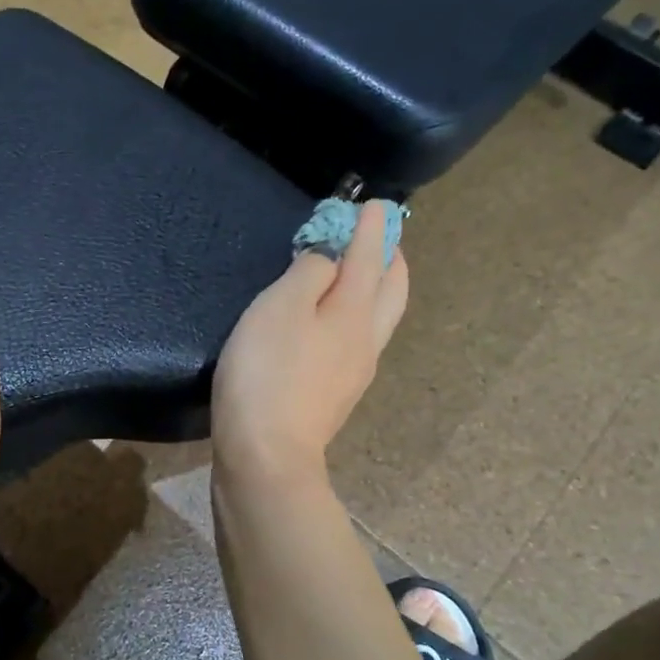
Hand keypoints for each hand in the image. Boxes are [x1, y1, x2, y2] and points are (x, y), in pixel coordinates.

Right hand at [212, 202, 409, 484]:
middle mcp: (366, 339)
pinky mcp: (338, 395)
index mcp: (355, 311)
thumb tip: (330, 258)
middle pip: (392, 290)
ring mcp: (356, 371)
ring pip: (381, 318)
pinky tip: (337, 321)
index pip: (369, 258)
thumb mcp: (279, 310)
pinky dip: (360, 314)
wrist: (267, 455)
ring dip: (379, 287)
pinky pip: (361, 340)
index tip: (375, 204)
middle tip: (380, 236)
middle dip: (390, 257)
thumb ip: (308, 275)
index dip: (370, 228)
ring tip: (365, 272)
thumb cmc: (267, 373)